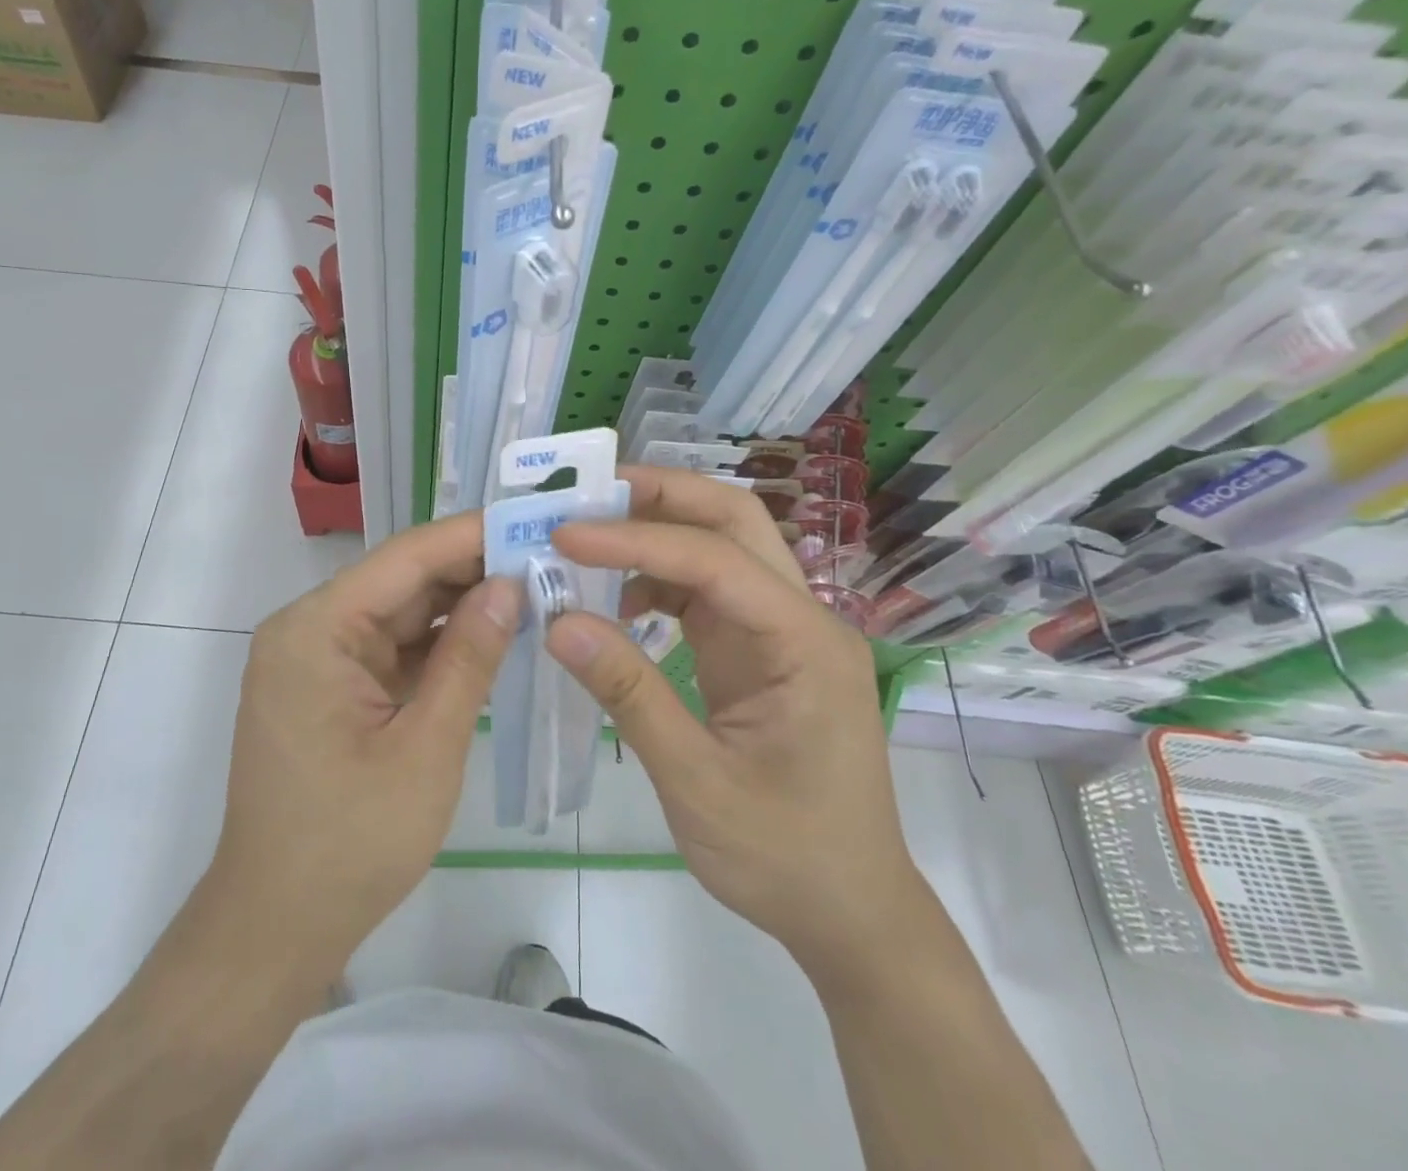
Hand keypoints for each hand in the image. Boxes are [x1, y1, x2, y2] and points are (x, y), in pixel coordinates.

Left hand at [203, 513, 519, 979]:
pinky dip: (438, 645)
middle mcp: (308, 630)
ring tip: (532, 589)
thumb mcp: (426, 748)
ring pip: (399, 614)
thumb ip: (469, 659)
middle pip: (401, 581)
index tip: (532, 520)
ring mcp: (316, 660)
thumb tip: (510, 585)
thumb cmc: (350, 844)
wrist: (275, 929)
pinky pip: (390, 649)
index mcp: (315, 630)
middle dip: (472, 571)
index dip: (470, 536)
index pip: (404, 559)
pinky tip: (491, 636)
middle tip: (546, 558)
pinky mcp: (330, 688)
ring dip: (459, 607)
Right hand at [546, 469, 926, 981]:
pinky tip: (619, 603)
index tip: (564, 535)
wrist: (849, 911)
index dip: (635, 539)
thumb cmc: (784, 855)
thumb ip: (629, 694)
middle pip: (735, 521)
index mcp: (804, 642)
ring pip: (720, 545)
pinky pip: (708, 590)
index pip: (714, 559)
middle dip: (661, 497)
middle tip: (587, 496)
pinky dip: (659, 579)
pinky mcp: (759, 649)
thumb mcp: (696, 781)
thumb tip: (558, 622)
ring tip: (588, 540)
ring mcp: (780, 630)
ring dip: (656, 531)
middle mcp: (800, 617)